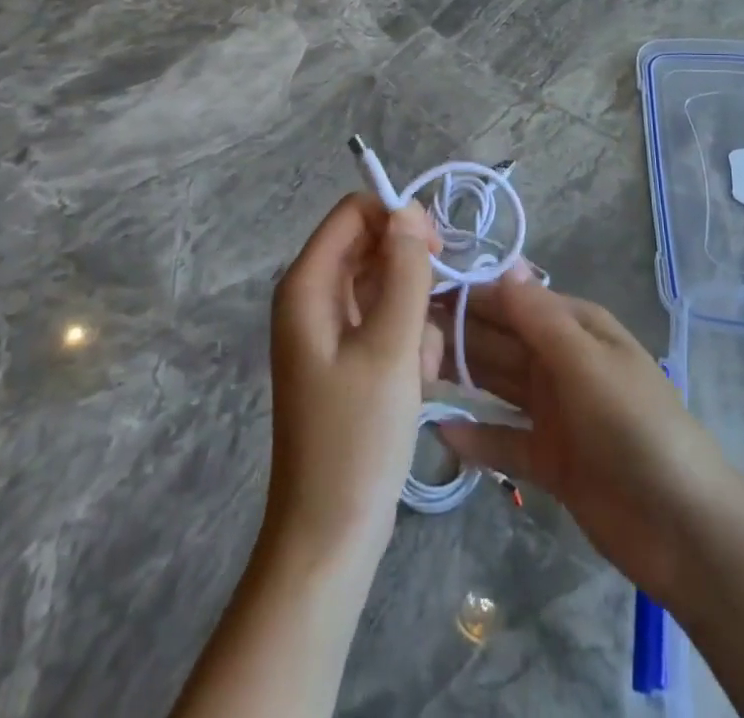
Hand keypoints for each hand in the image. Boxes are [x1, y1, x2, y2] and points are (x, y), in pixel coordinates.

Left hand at [264, 194, 441, 572]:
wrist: (331, 534)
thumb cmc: (357, 436)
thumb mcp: (390, 347)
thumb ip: (405, 271)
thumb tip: (409, 209)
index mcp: (307, 285)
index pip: (353, 212)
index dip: (396, 218)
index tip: (436, 249)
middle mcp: (313, 297)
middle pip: (371, 246)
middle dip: (411, 271)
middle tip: (436, 312)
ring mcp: (330, 328)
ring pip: (387, 284)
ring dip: (415, 312)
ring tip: (420, 363)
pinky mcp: (348, 355)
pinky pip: (386, 319)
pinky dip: (409, 338)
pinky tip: (417, 379)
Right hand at [432, 277, 741, 601]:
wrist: (682, 525)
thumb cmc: (634, 425)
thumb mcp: (587, 362)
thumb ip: (540, 318)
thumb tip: (503, 268)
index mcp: (576, 328)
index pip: (514, 301)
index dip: (471, 294)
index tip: (420, 289)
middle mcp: (561, 362)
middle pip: (501, 341)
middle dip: (457, 332)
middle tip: (400, 329)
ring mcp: (555, 412)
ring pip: (498, 385)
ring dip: (461, 377)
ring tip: (409, 370)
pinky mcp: (549, 460)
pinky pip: (504, 440)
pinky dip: (476, 436)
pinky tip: (439, 430)